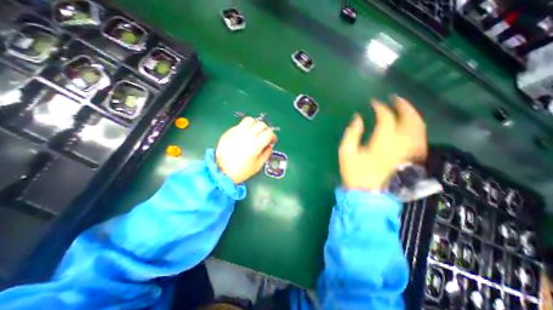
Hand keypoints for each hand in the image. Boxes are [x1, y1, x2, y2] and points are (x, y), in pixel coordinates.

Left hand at [216, 117, 275, 183]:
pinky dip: (246, 127)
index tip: (272, 140)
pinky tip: (245, 134)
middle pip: (261, 124)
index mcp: (256, 144)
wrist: (221, 170)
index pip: (269, 133)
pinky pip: (240, 124)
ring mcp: (237, 132)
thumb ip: (266, 154)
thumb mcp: (258, 165)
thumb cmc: (241, 171)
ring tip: (255, 132)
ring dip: (256, 125)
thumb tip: (269, 147)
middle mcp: (247, 135)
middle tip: (265, 136)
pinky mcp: (230, 132)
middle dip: (266, 129)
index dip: (273, 136)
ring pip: (250, 120)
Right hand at [339, 96, 423, 189]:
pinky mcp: (412, 159)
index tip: (373, 103)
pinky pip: (421, 139)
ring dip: (413, 115)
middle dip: (403, 106)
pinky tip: (411, 126)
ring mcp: (410, 152)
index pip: (386, 118)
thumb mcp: (346, 153)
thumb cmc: (355, 174)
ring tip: (404, 108)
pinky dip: (417, 128)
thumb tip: (357, 118)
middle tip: (395, 99)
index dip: (380, 107)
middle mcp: (401, 144)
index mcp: (383, 142)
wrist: (370, 196)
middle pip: (410, 119)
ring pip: (419, 128)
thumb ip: (351, 134)